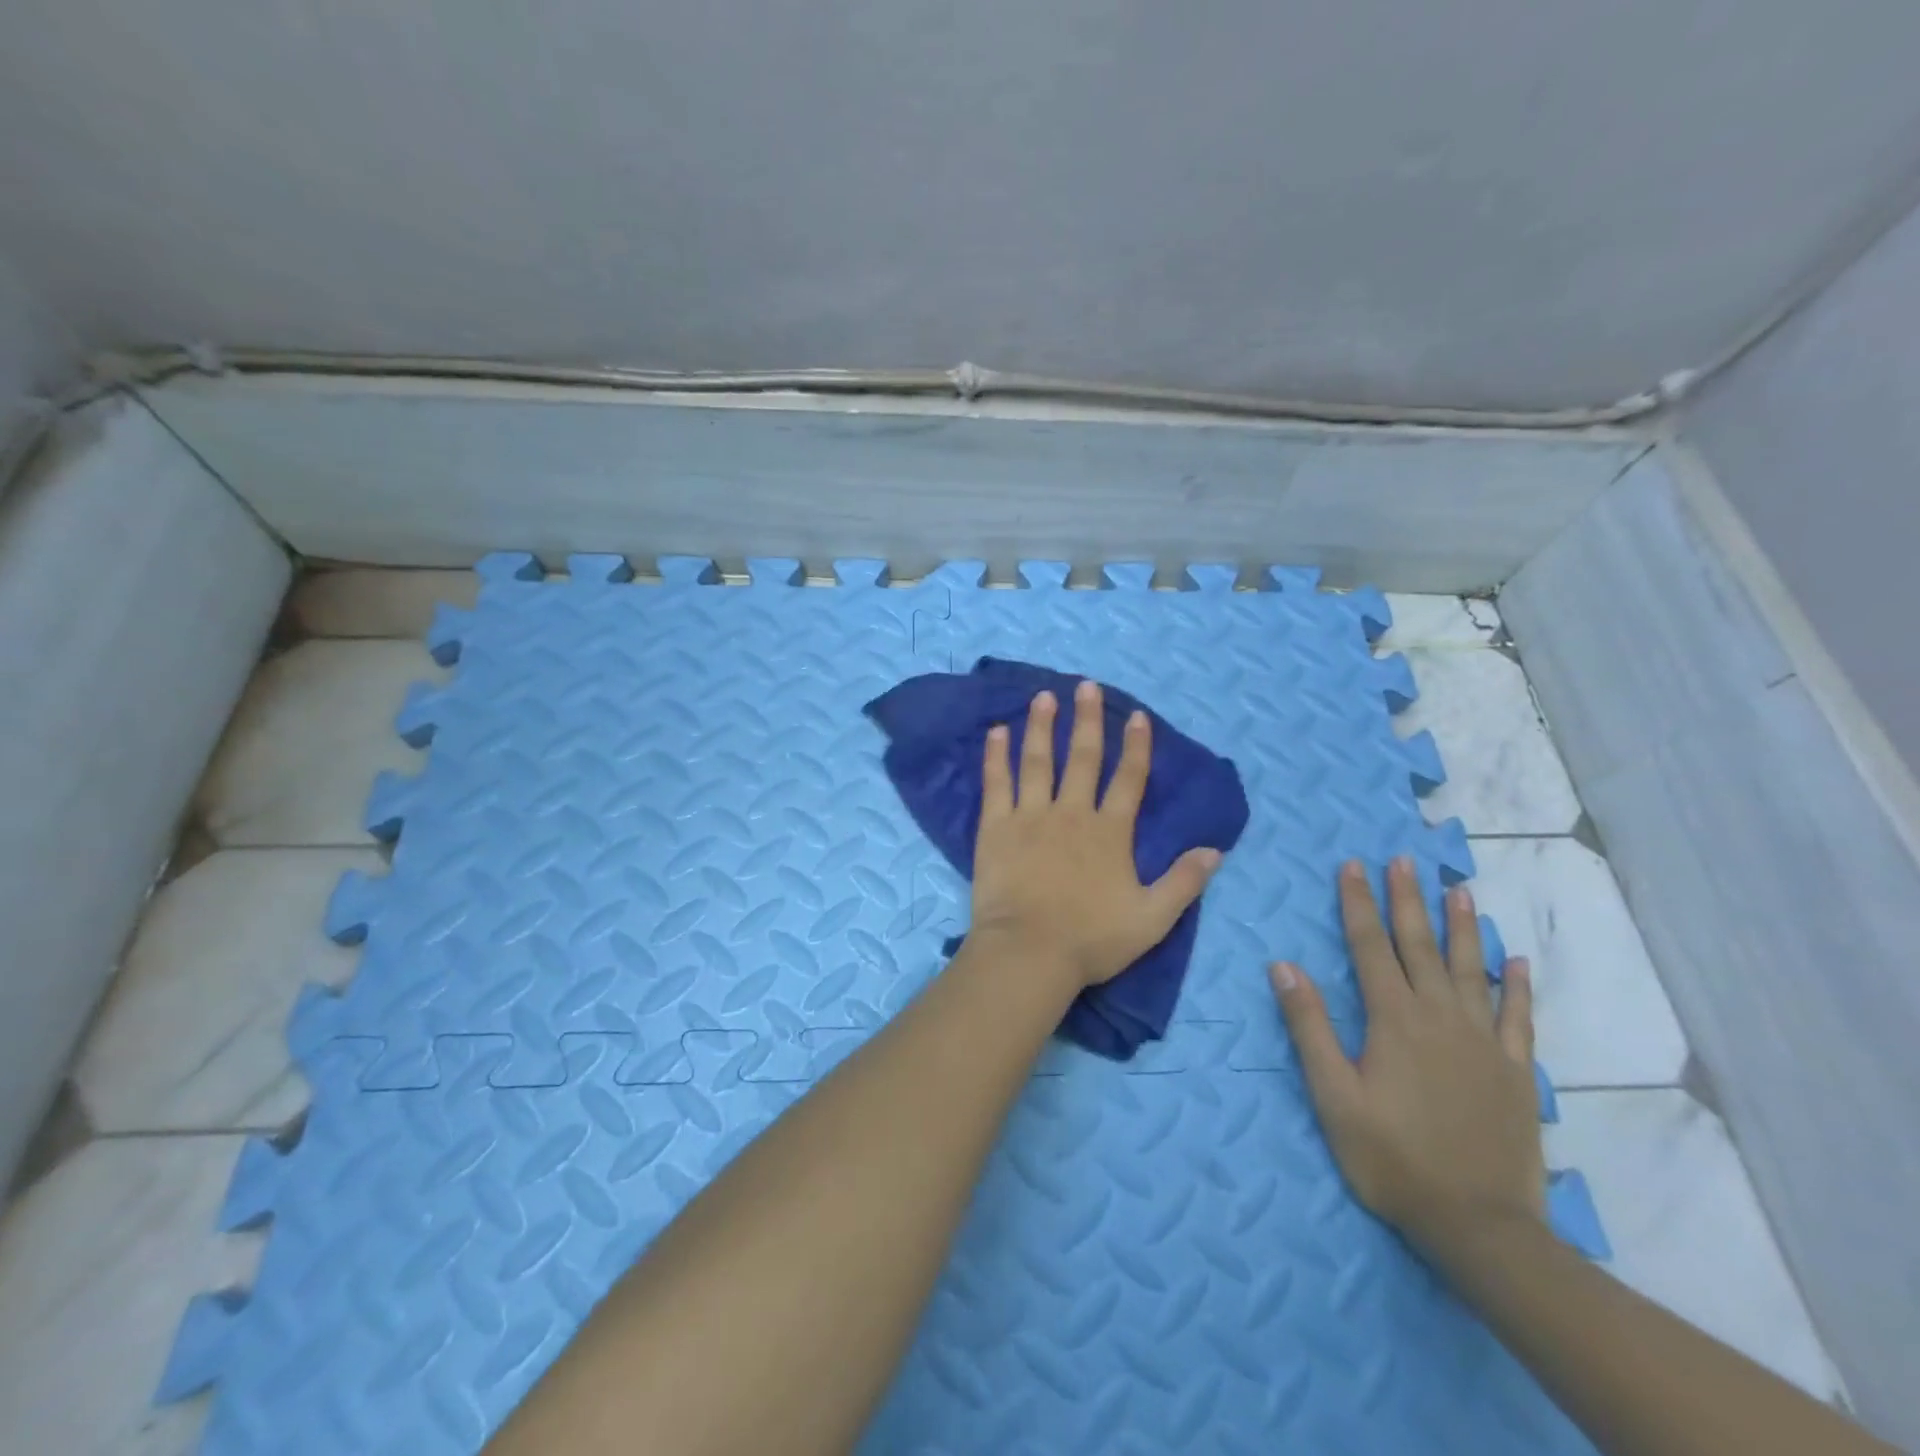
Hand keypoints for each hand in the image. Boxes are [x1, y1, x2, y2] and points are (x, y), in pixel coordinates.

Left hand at [969, 682, 1223, 988]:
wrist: (1029, 953)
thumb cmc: (1091, 939)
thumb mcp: (1152, 919)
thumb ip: (1183, 882)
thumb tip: (1215, 850)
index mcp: (1110, 832)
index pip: (1128, 780)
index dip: (1136, 747)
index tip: (1137, 717)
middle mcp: (1071, 813)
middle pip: (1083, 758)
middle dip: (1087, 720)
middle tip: (1086, 686)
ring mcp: (1031, 816)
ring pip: (1038, 761)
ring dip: (1042, 726)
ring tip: (1044, 696)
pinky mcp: (996, 827)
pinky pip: (997, 783)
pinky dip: (996, 756)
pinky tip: (996, 732)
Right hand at [1271, 857, 1544, 1256]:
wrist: (1479, 1224)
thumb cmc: (1392, 1157)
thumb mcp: (1333, 1095)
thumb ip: (1309, 1026)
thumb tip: (1284, 965)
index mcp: (1393, 1019)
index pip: (1371, 946)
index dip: (1358, 903)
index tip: (1353, 866)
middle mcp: (1440, 1016)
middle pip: (1420, 945)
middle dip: (1407, 899)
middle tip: (1403, 860)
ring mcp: (1483, 1041)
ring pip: (1469, 969)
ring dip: (1462, 926)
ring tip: (1459, 889)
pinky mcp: (1515, 1069)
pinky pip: (1518, 1015)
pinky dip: (1516, 984)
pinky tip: (1515, 959)